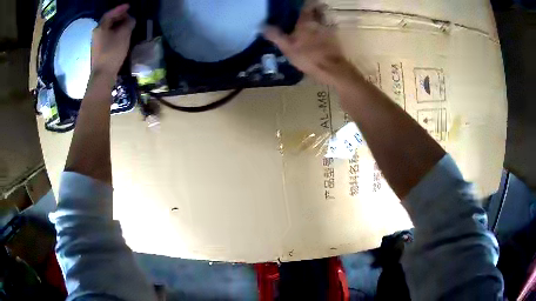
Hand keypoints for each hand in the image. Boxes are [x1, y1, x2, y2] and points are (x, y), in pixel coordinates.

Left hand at [91, 4, 135, 76]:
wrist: (102, 76)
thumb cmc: (112, 53)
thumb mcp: (123, 35)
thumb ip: (128, 24)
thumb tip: (130, 20)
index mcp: (100, 28)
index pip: (110, 14)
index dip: (120, 9)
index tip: (129, 6)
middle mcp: (96, 33)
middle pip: (108, 21)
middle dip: (119, 17)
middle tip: (129, 16)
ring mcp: (96, 43)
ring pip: (107, 29)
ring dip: (117, 25)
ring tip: (126, 25)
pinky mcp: (98, 51)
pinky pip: (107, 36)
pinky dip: (114, 33)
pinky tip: (120, 35)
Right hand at [264, 3, 358, 85]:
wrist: (331, 69)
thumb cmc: (308, 57)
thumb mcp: (287, 47)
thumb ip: (275, 35)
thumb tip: (261, 25)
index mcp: (307, 21)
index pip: (307, 5)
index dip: (304, 3)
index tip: (297, 4)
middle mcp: (319, 22)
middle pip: (319, 9)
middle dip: (314, 8)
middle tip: (306, 11)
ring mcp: (329, 30)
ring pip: (325, 19)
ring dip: (320, 17)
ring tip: (313, 21)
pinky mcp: (335, 40)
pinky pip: (329, 29)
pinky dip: (325, 28)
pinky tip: (320, 34)